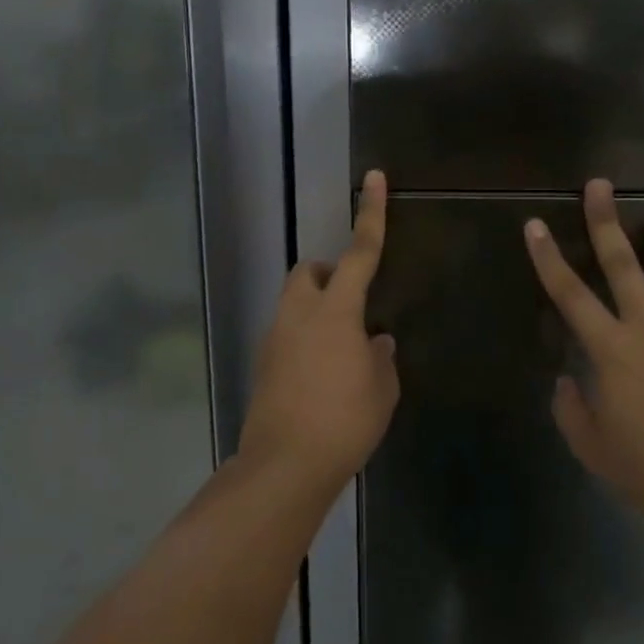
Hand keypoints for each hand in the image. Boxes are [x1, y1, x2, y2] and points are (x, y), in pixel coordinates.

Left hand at [241, 170, 399, 490]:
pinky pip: (286, 335)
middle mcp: (299, 314)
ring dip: (315, 310)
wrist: (284, 466)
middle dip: (326, 273)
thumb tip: (375, 342)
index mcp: (336, 310)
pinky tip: (321, 377)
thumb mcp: (381, 389)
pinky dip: (304, 340)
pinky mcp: (262, 365)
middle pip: (306, 272)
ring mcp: (275, 338)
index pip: (360, 252)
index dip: (371, 214)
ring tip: (340, 350)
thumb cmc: (344, 421)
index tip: (373, 178)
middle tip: (350, 303)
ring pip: (293, 304)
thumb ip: (380, 357)